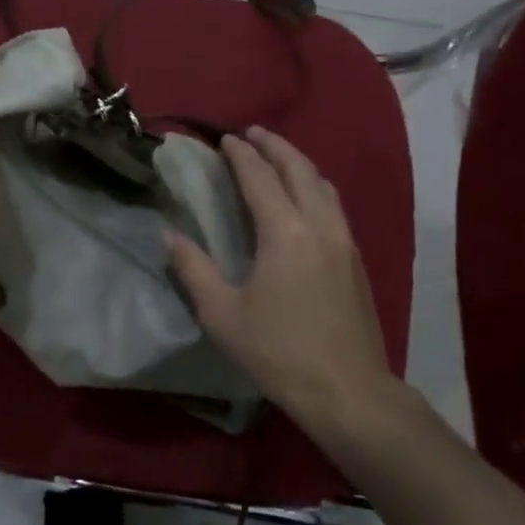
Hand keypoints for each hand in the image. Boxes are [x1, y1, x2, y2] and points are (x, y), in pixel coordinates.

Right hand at [166, 127, 394, 429]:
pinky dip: (313, 185)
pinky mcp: (355, 259)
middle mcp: (319, 225)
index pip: (260, 177)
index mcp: (286, 232)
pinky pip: (333, 204)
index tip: (225, 139)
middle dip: (274, 145)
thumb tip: (170, 234)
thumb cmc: (278, 352)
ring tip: (277, 157)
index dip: (241, 154)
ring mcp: (343, 240)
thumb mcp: (222, 314)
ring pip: (323, 184)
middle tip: (252, 134)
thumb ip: (193, 268)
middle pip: (299, 169)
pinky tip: (303, 197)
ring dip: (297, 163)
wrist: (348, 390)